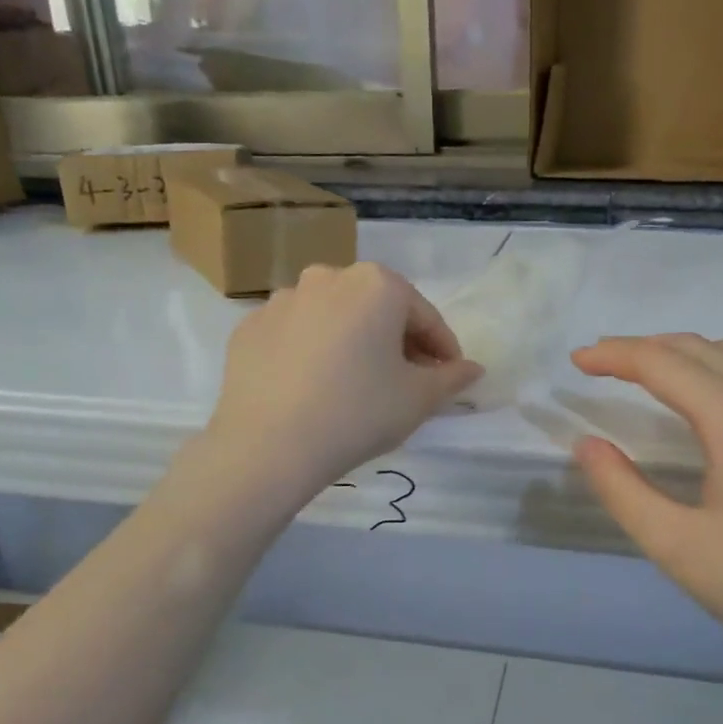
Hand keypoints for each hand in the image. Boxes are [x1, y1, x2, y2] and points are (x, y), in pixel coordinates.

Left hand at [206, 263, 481, 499]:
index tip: (450, 377)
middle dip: (397, 341)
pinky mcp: (250, 327)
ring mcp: (283, 300)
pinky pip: (296, 335)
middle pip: (377, 309)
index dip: (443, 349)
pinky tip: (314, 388)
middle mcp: (328, 277)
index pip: (425, 316)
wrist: (268, 445)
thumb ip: (451, 378)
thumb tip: (473, 369)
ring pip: (334, 319)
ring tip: (357, 384)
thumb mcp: (418, 399)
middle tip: (406, 381)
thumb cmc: (358, 413)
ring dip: (353, 342)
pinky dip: (312, 353)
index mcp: (376, 285)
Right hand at [571, 334, 722, 689]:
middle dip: (644, 347)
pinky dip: (721, 370)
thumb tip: (587, 445)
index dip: (614, 355)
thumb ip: (623, 490)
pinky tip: (713, 403)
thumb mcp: (680, 547)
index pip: (662, 364)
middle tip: (600, 362)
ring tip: (649, 372)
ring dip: (686, 354)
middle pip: (699, 349)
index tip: (575, 360)